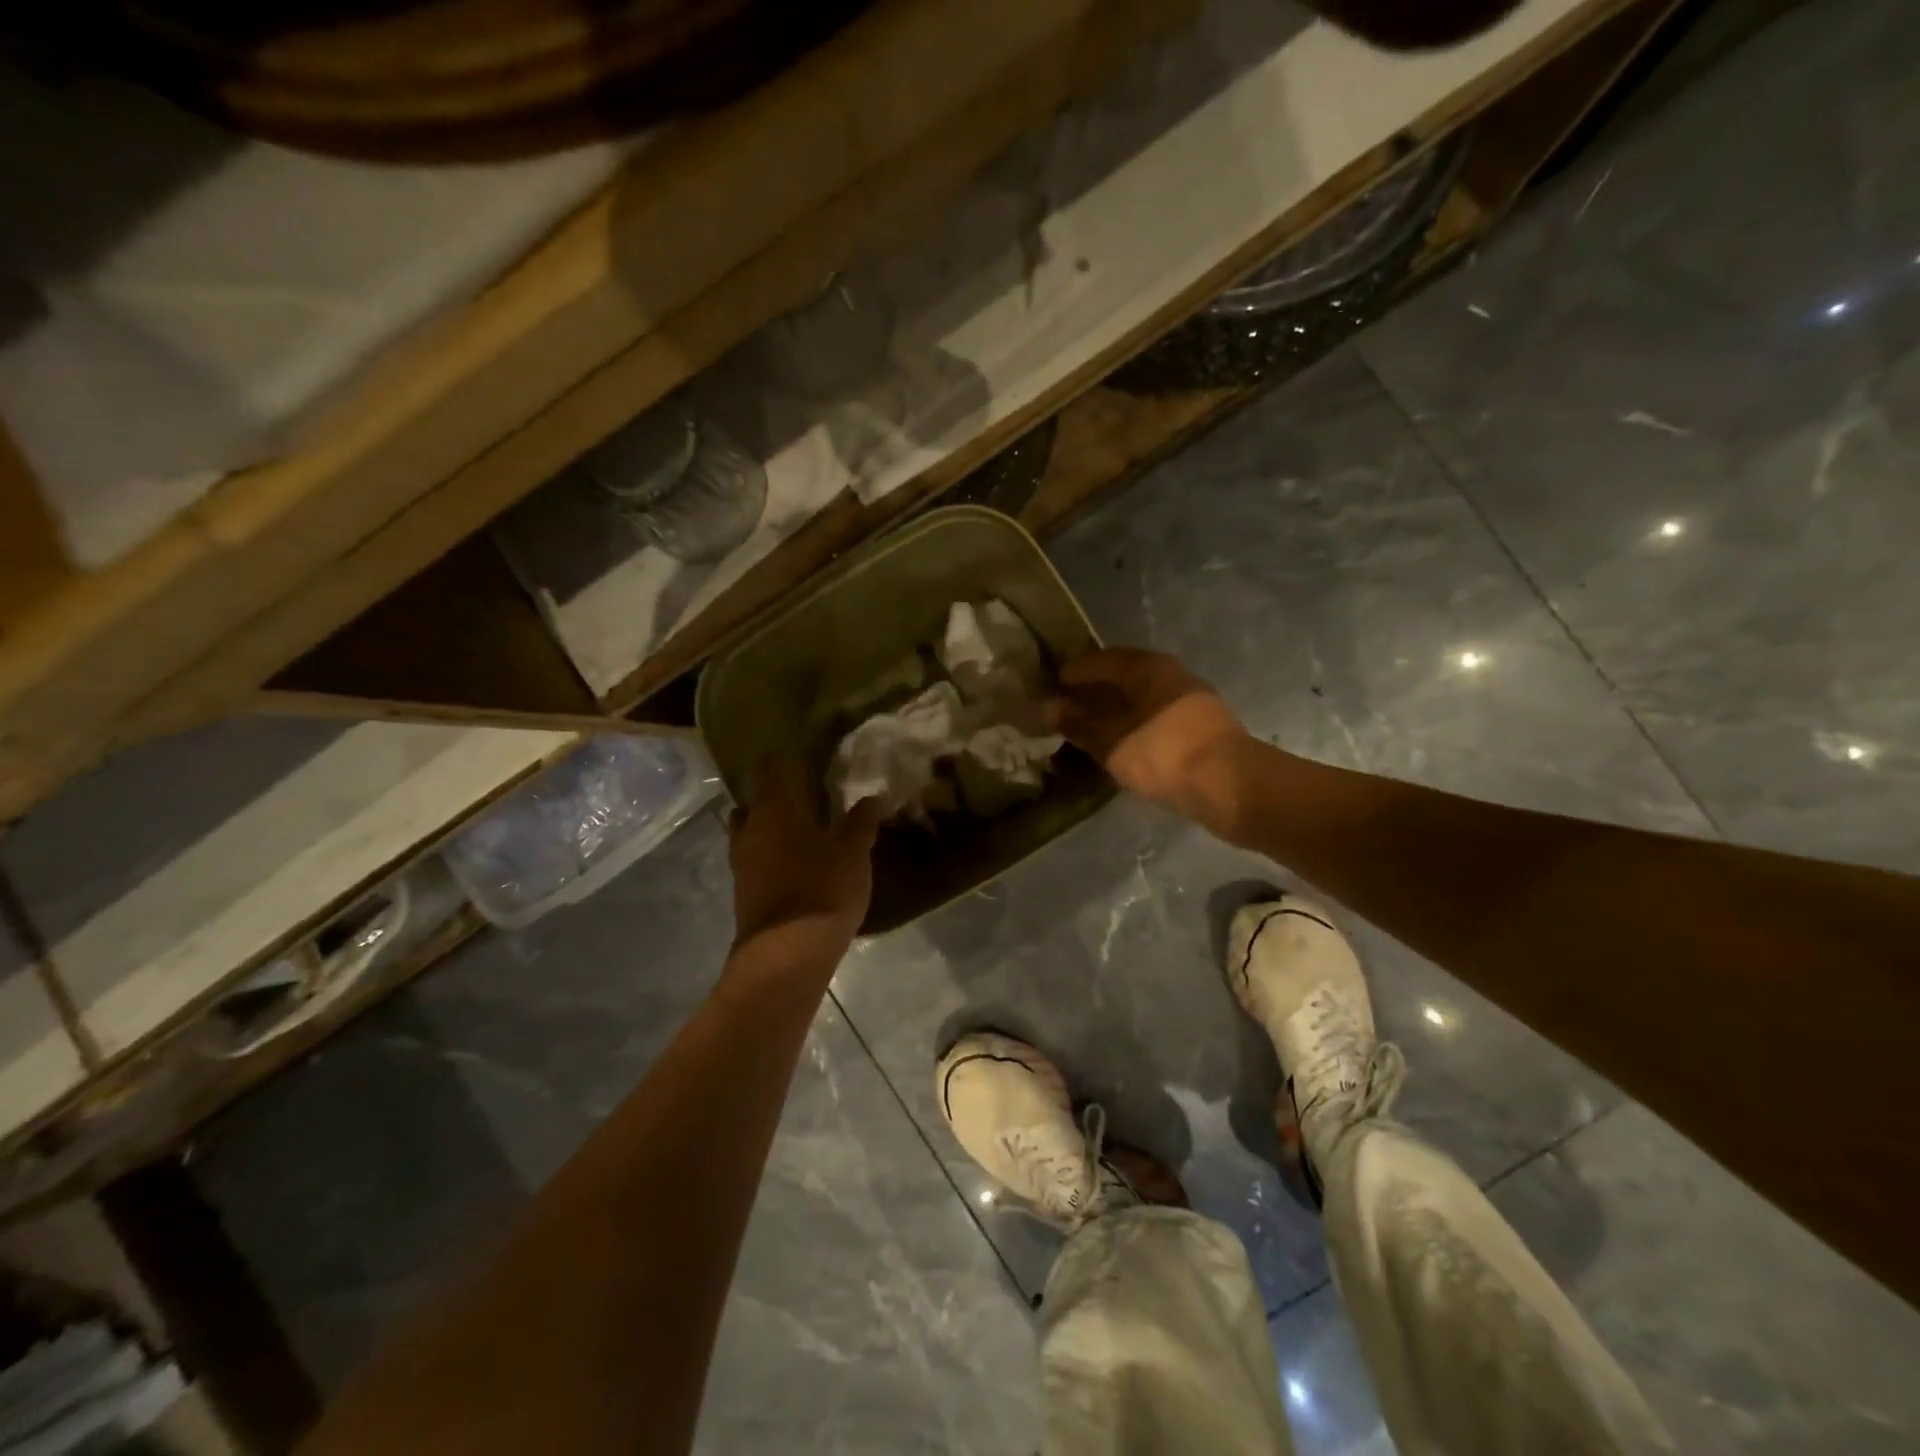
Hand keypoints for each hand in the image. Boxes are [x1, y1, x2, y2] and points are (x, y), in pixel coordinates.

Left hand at [729, 759, 883, 953]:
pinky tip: (793, 865)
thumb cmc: (822, 888)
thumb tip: (874, 796)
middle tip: (799, 796)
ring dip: (767, 830)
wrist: (787, 953)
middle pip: (752, 804)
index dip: (779, 761)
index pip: (768, 770)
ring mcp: (741, 864)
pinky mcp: (744, 894)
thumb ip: (862, 821)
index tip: (795, 755)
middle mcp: (749, 831)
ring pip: (749, 835)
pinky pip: (754, 863)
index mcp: (773, 809)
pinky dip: (769, 858)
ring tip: (798, 832)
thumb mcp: (854, 851)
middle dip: (770, 798)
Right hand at [1045, 648, 1250, 830]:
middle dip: (1094, 690)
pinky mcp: (1199, 726)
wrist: (1231, 787)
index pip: (1101, 659)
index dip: (1074, 672)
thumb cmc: (1164, 754)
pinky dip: (1132, 723)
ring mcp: (1189, 700)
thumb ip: (1079, 724)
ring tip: (1088, 727)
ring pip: (1140, 697)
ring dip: (1114, 709)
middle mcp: (1170, 674)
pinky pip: (1154, 715)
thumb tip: (1048, 707)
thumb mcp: (1112, 742)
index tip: (1050, 685)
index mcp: (1148, 667)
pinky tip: (1119, 741)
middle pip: (1123, 676)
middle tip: (1065, 706)